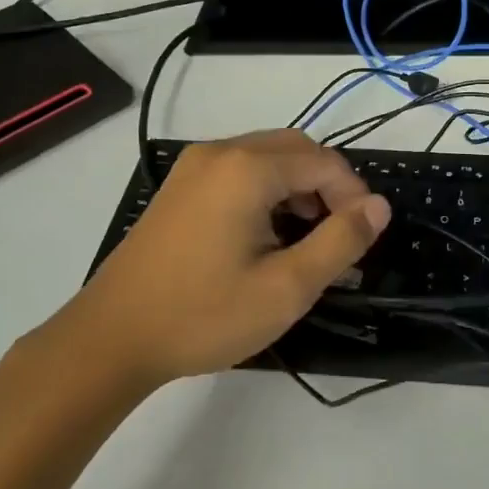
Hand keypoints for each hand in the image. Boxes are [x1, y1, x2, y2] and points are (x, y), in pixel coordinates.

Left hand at [58, 131, 391, 386]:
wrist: (110, 338)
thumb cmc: (203, 315)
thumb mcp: (286, 288)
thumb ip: (341, 241)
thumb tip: (379, 206)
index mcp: (247, 168)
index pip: (325, 162)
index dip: (354, 196)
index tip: (362, 240)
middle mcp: (221, 152)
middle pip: (297, 149)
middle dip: (328, 186)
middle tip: (338, 236)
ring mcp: (195, 166)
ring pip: (268, 156)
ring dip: (299, 187)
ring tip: (306, 238)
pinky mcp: (180, 185)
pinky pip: (240, 169)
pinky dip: (268, 189)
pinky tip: (266, 233)